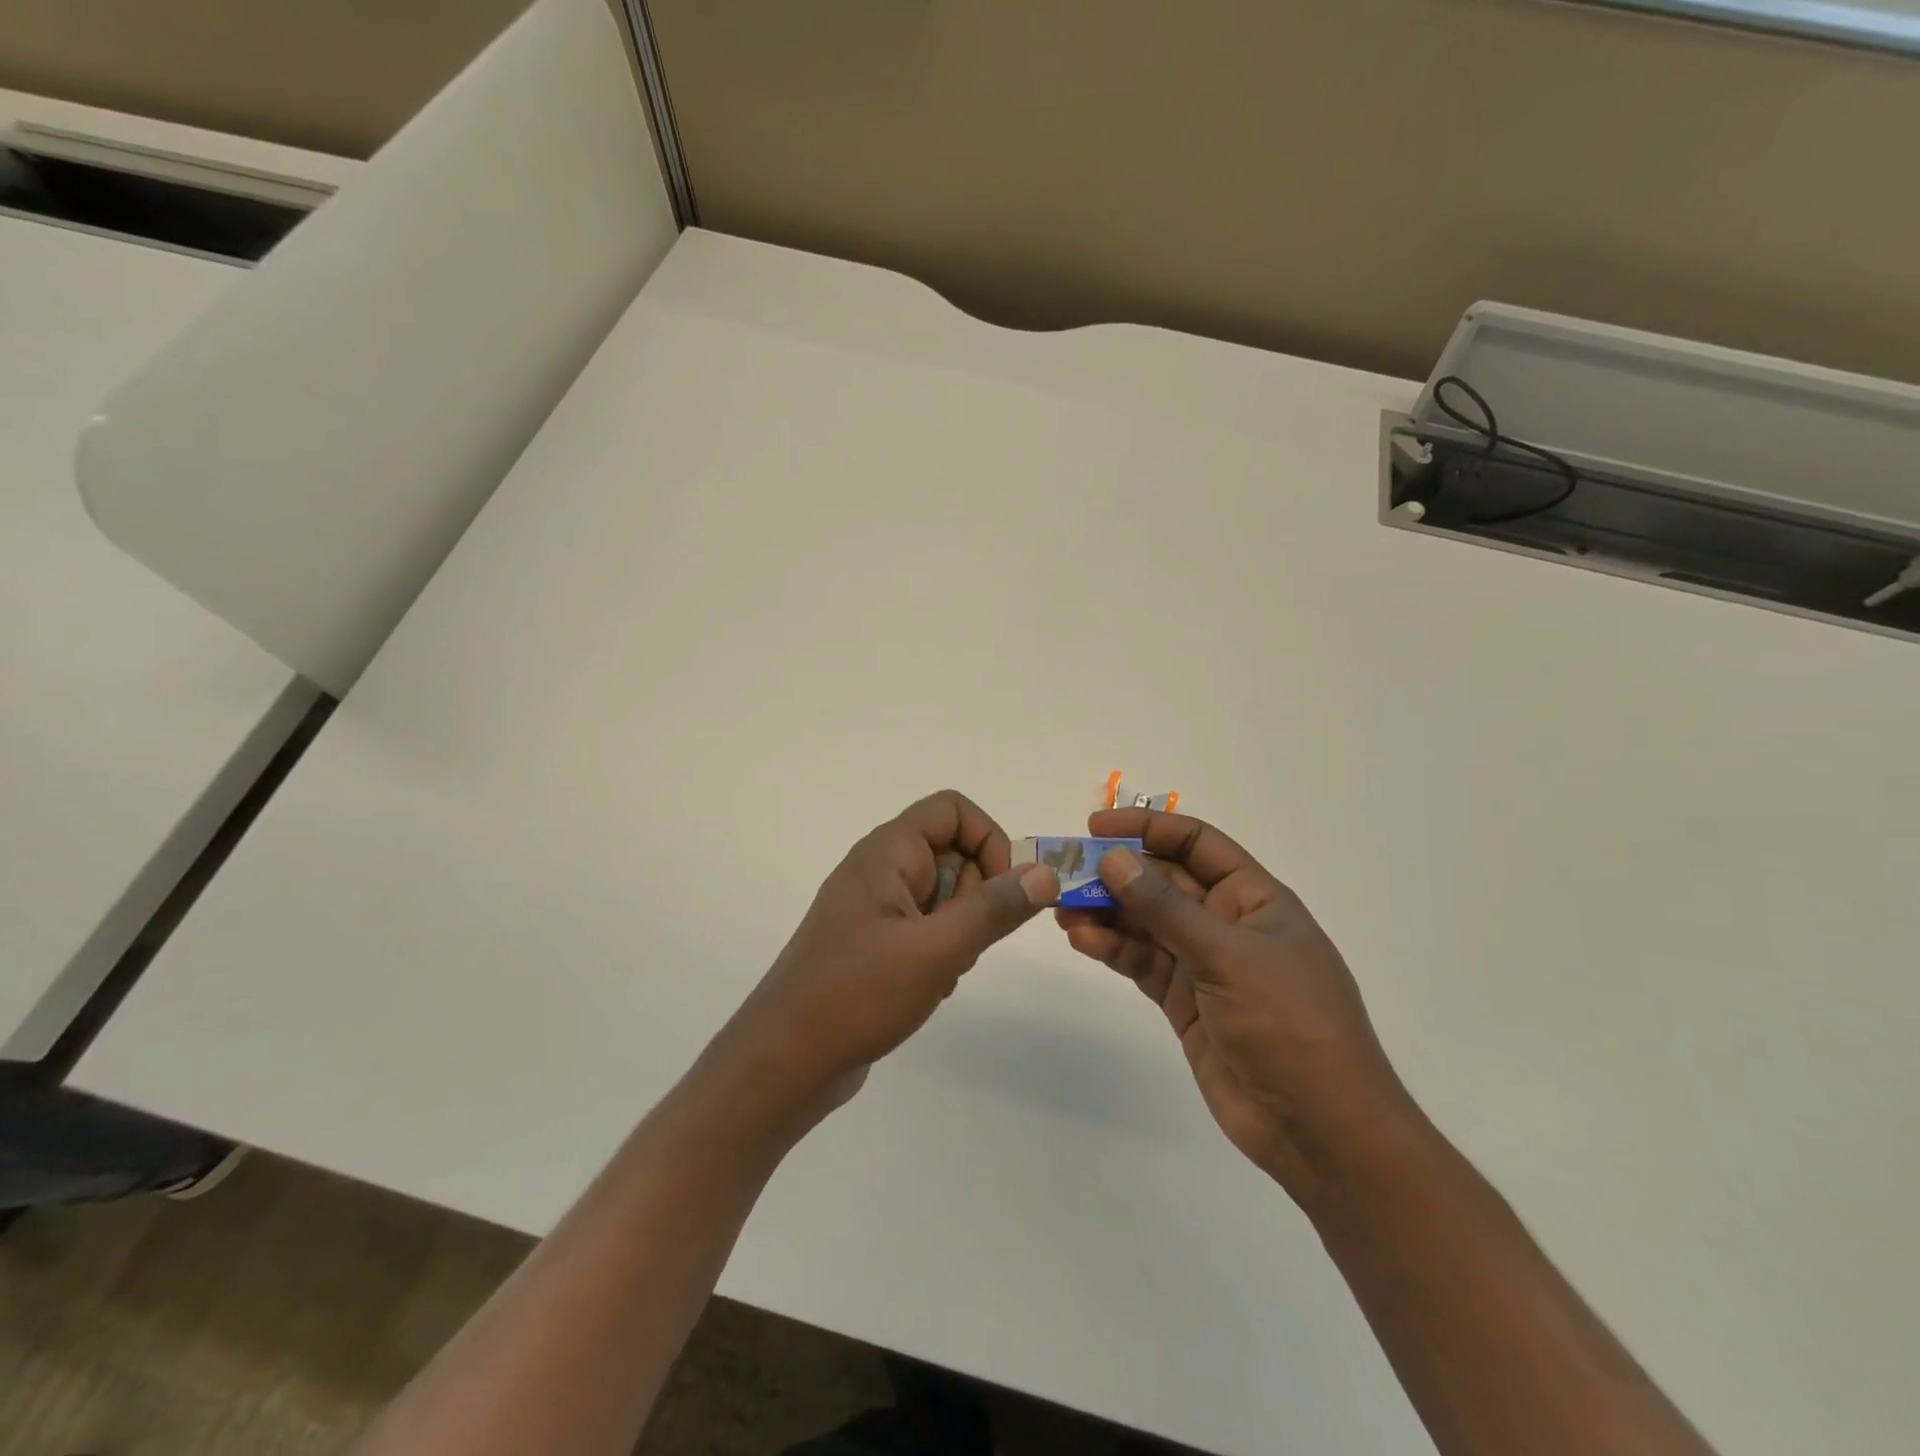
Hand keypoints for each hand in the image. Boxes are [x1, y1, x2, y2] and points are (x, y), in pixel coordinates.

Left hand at [696, 791, 1058, 1134]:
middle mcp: (879, 868)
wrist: (785, 1061)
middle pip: (952, 852)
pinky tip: (926, 987)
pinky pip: (925, 926)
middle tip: (961, 942)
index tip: (1003, 890)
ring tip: (940, 970)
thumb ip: (994, 909)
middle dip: (974, 896)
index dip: (988, 840)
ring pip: (944, 894)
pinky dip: (939, 950)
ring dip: (959, 929)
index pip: (952, 809)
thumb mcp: (937, 950)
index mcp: (887, 852)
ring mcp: (874, 907)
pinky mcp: (873, 941)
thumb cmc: (858, 995)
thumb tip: (1045, 872)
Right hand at [1057, 809, 1414, 1203]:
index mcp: (1254, 899)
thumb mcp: (1227, 956)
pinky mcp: (1185, 1002)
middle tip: (1065, 872)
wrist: (1319, 1130)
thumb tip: (1114, 859)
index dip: (1148, 829)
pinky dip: (1113, 949)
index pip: (1197, 845)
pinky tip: (1082, 940)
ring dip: (1107, 912)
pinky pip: (1142, 962)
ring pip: (1147, 923)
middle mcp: (1227, 924)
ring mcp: (1204, 964)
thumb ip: (1166, 908)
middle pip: (1164, 882)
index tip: (1096, 827)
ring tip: (1063, 908)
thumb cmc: (1289, 1024)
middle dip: (1117, 874)